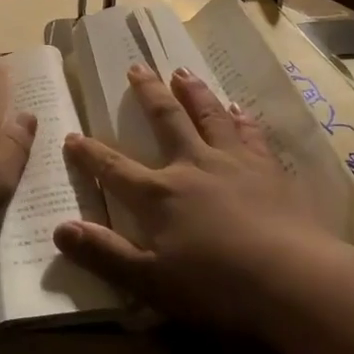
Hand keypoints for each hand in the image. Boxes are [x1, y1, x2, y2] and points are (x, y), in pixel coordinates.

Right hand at [56, 64, 353, 334]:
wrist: (293, 280)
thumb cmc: (216, 287)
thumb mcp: (150, 281)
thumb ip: (104, 254)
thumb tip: (60, 230)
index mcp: (159, 195)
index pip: (114, 168)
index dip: (90, 153)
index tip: (72, 136)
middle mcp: (192, 166)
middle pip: (166, 121)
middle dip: (148, 94)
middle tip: (137, 67)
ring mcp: (234, 163)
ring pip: (209, 116)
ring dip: (194, 92)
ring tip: (182, 72)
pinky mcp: (269, 170)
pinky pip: (251, 134)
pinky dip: (242, 119)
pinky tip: (239, 109)